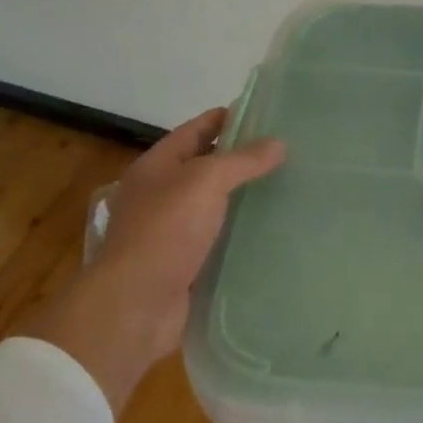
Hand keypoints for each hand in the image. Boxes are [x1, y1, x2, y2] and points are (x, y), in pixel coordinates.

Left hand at [26, 107, 284, 410]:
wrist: (135, 306)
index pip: (197, 128)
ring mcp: (170, 230)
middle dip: (242, 159)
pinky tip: (271, 230)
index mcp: (157, 165)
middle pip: (207, 165)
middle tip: (287, 153)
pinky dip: (240, 232)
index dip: (229, 118)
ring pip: (214, 204)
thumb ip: (243, 160)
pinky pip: (217, 238)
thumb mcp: (206, 181)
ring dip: (244, 197)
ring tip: (288, 188)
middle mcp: (160, 193)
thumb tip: (279, 143)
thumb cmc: (166, 230)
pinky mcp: (184, 263)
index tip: (268, 116)